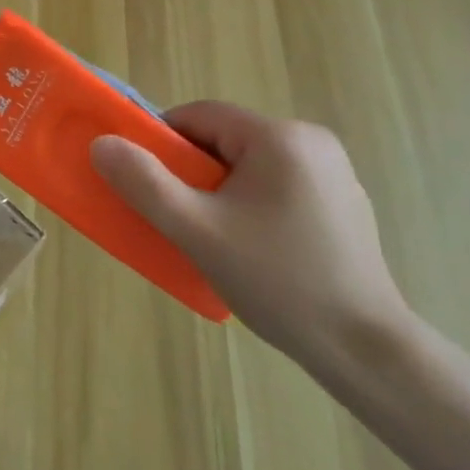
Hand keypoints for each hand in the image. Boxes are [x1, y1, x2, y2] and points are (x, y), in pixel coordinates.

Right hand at [90, 102, 411, 370]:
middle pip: (226, 140)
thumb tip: (102, 143)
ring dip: (223, 191)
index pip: (199, 116)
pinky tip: (258, 251)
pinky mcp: (345, 204)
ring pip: (251, 165)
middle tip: (183, 218)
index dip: (164, 144)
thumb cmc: (278, 281)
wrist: (367, 353)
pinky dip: (256, 205)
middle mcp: (312, 141)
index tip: (150, 183)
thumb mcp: (197, 231)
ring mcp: (335, 173)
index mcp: (279, 137)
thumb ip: (145, 183)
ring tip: (218, 240)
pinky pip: (280, 186)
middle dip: (195, 174)